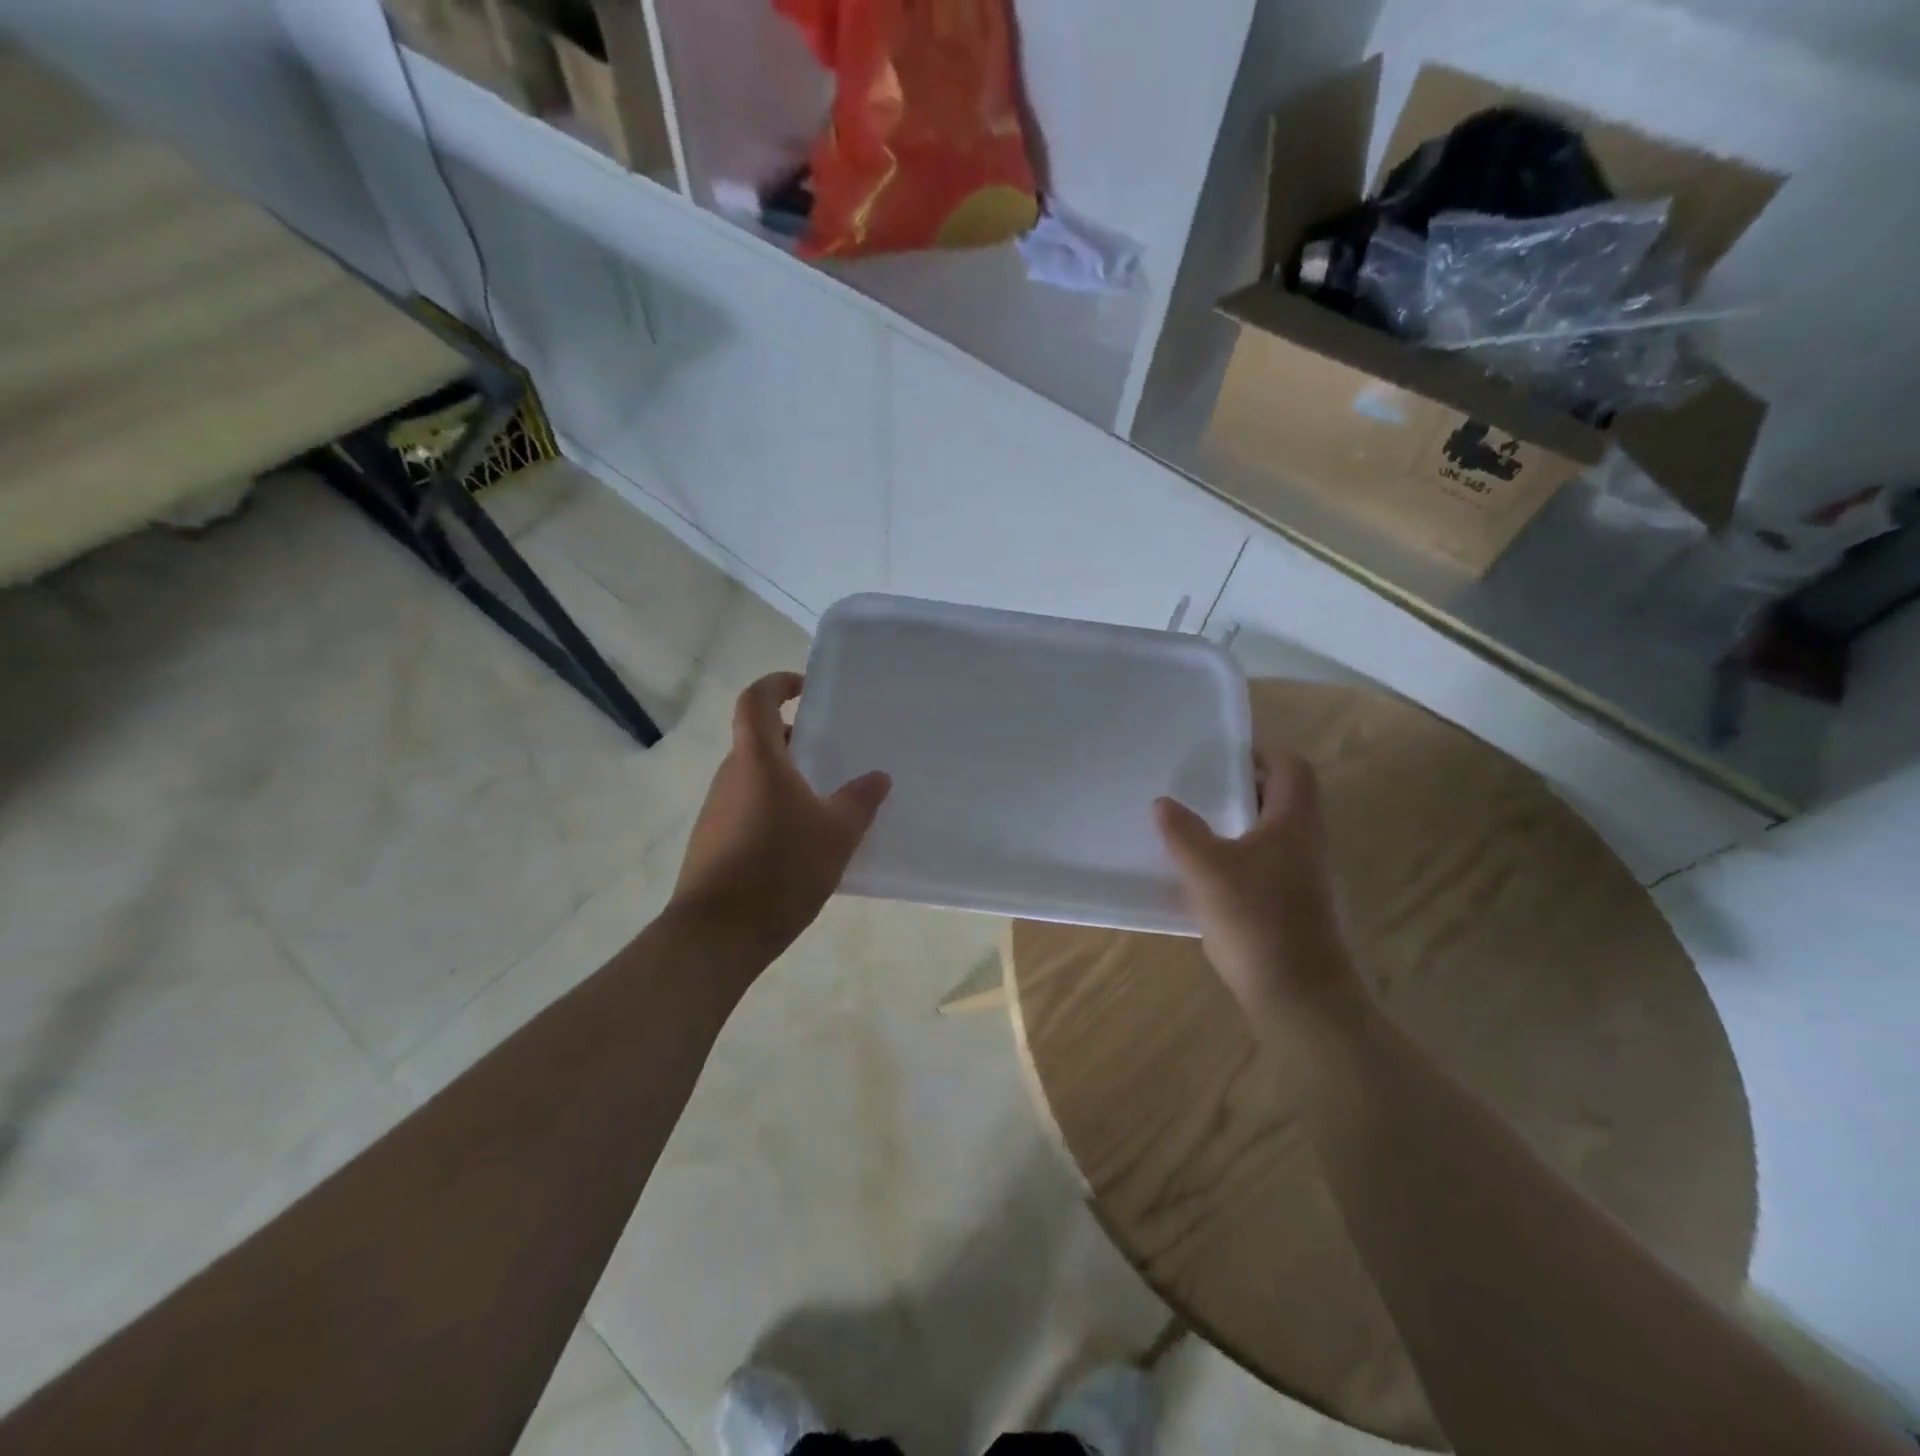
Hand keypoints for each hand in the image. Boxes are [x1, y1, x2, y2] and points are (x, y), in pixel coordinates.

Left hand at [671, 672, 890, 960]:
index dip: (778, 683)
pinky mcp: (712, 842)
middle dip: (794, 740)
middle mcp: (731, 776)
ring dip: (786, 779)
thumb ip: (860, 800)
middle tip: (832, 755)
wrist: (717, 935)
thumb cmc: (780, 869)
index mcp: (757, 760)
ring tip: (825, 804)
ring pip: (754, 777)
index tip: (806, 689)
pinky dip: (774, 809)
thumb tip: (878, 777)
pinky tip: (801, 843)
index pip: (756, 699)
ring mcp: (717, 810)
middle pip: (758, 740)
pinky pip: (748, 808)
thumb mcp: (837, 833)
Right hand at [1155, 750, 1364, 1025]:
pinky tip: (1210, 875)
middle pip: (1285, 798)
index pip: (1292, 768)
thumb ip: (1182, 832)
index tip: (1226, 755)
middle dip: (1246, 787)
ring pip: (1275, 833)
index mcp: (1294, 822)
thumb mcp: (1206, 869)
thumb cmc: (1255, 918)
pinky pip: (1269, 864)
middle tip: (1204, 787)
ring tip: (1199, 827)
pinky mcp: (1296, 906)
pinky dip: (1243, 856)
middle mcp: (1307, 843)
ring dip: (1242, 824)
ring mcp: (1306, 877)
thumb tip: (1163, 804)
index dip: (1263, 753)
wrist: (1298, 994)